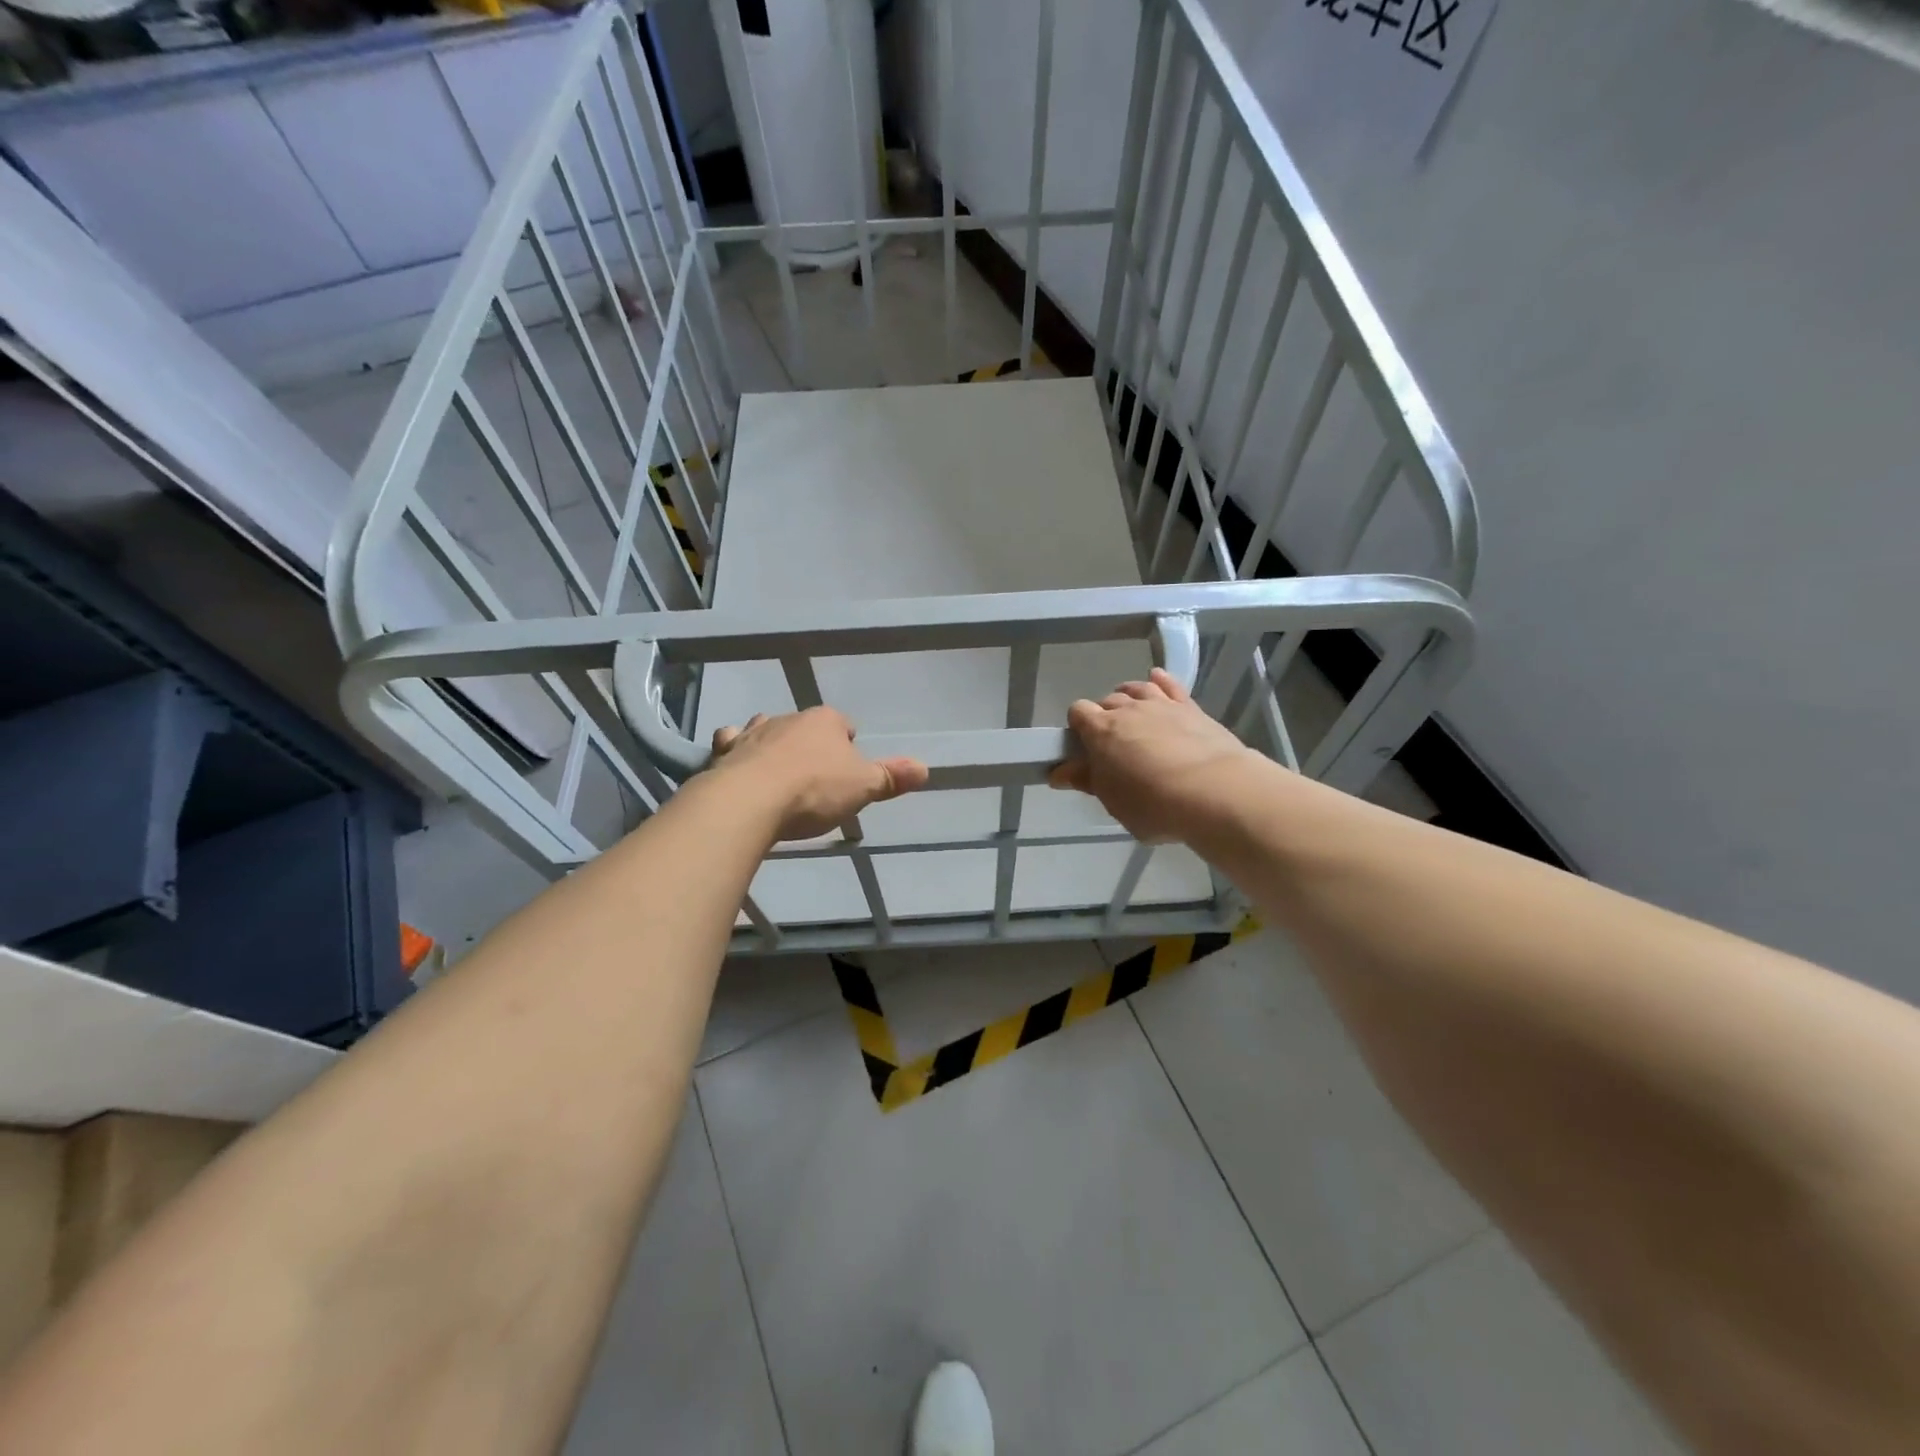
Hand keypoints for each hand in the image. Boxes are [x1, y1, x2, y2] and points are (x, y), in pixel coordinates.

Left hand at [708, 707, 929, 841]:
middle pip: (804, 727)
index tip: (847, 770)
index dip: (847, 745)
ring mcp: (752, 732)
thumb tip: (926, 768)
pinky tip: (738, 768)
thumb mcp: (862, 787)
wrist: (749, 801)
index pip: (843, 724)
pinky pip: (731, 744)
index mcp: (825, 720)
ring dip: (772, 746)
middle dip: (809, 746)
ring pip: (766, 730)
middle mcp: (788, 717)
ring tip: (778, 773)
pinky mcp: (723, 752)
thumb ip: (891, 777)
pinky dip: (736, 753)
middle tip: (815, 779)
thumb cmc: (814, 790)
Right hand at [1048, 668, 1260, 843]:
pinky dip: (1159, 681)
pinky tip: (1156, 679)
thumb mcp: (1113, 800)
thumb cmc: (1153, 803)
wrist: (1214, 790)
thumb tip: (1058, 773)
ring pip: (1137, 689)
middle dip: (1104, 716)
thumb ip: (1087, 781)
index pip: (1078, 712)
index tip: (1083, 747)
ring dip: (1128, 697)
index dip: (1077, 726)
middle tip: (1111, 743)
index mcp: (1101, 730)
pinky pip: (1170, 685)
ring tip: (1130, 711)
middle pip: (1107, 701)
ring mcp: (1161, 704)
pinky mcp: (1190, 707)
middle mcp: (1128, 709)